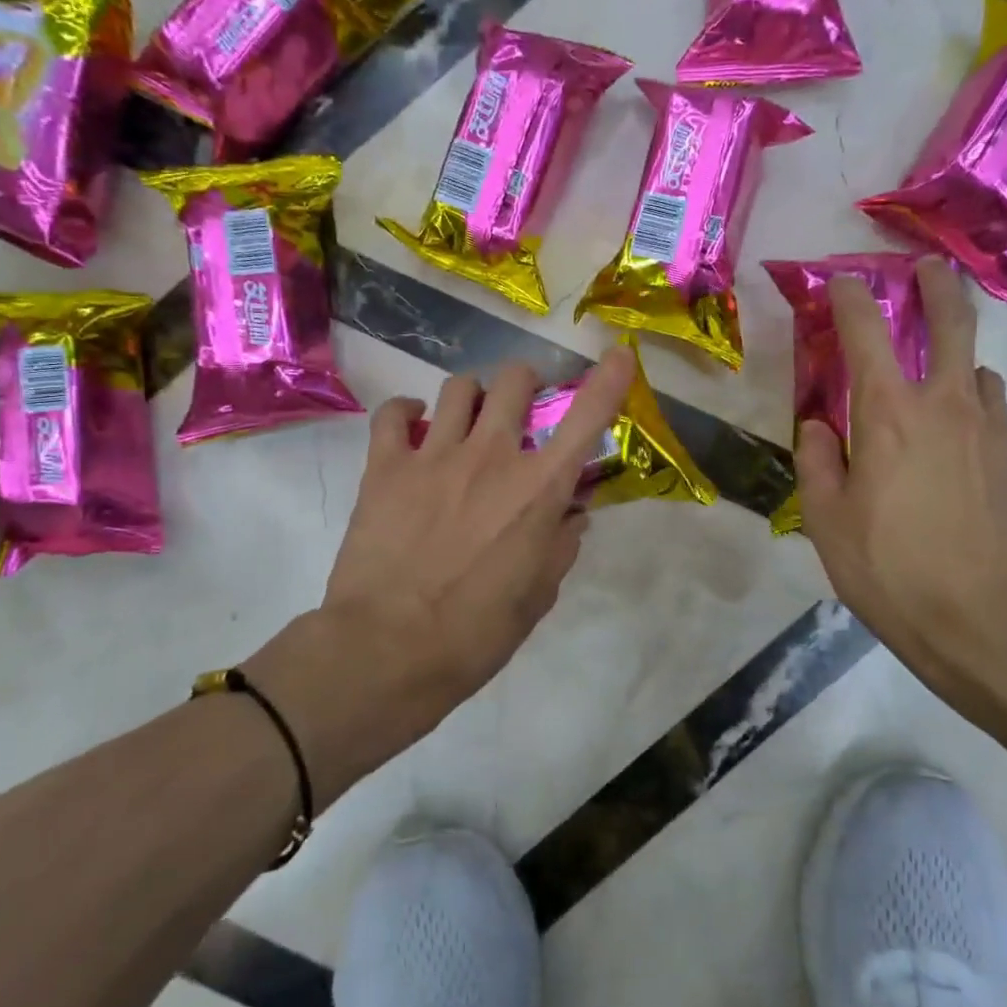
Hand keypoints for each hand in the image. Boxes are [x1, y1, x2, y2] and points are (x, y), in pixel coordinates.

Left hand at [245, 347, 635, 803]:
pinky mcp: (385, 466)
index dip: (609, 380)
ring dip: (472, 395)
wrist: (387, 651)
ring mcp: (434, 455)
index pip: (586, 418)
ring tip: (466, 420)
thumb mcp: (538, 596)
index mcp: (538, 490)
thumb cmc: (475, 634)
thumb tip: (572, 515)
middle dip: (525, 384)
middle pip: (515, 380)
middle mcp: (491, 456)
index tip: (620, 355)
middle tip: (520, 407)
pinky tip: (412, 427)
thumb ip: (560, 545)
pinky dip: (407, 412)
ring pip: (459, 386)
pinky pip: (394, 412)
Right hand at [796, 258, 1006, 712]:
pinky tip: (957, 428)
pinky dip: (973, 397)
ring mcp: (989, 428)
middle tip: (926, 267)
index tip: (840, 281)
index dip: (849, 298)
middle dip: (936, 285)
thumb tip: (819, 425)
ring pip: (977, 365)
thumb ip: (817, 460)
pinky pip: (992, 406)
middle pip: (949, 322)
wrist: (985, 621)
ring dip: (956, 352)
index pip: (865, 332)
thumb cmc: (890, 568)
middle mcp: (944, 404)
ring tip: (936, 368)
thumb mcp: (825, 520)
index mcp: (887, 413)